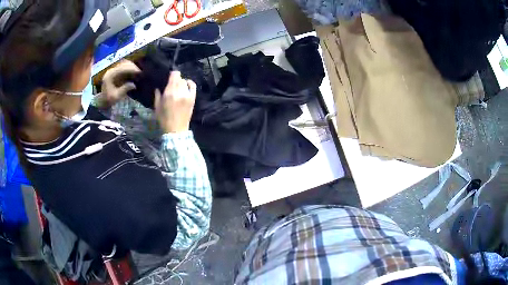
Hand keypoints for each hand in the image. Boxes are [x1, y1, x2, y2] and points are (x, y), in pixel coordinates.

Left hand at [100, 60, 140, 106]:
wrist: (103, 101)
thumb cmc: (109, 100)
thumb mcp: (116, 96)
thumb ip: (124, 89)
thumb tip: (134, 85)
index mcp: (110, 76)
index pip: (122, 68)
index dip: (131, 69)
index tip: (139, 72)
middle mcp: (111, 70)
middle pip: (123, 63)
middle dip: (132, 66)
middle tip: (140, 71)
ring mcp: (113, 70)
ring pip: (124, 63)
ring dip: (131, 66)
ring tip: (137, 71)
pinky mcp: (115, 71)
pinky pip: (123, 66)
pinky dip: (129, 68)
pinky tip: (134, 72)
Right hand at [155, 71, 196, 132]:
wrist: (176, 130)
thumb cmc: (164, 119)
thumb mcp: (157, 107)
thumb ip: (157, 95)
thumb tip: (158, 87)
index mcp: (169, 93)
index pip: (174, 75)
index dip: (172, 74)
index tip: (169, 77)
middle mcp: (179, 92)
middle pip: (179, 78)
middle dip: (175, 80)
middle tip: (172, 84)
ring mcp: (187, 95)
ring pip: (185, 82)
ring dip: (181, 82)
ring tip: (178, 87)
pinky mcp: (192, 98)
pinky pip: (193, 86)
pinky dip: (190, 83)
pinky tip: (186, 85)